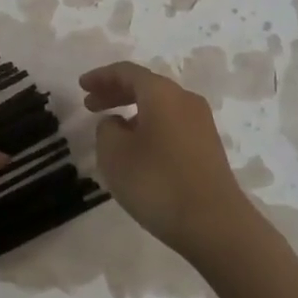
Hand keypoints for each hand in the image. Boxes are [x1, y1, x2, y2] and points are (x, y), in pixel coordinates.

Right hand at [80, 61, 254, 262]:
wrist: (216, 225)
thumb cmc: (158, 182)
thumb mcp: (114, 154)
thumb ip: (106, 129)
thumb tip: (118, 123)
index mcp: (161, 93)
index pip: (126, 72)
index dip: (101, 77)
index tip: (81, 86)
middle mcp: (185, 100)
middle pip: (145, 86)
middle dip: (115, 92)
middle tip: (90, 105)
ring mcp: (201, 124)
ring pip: (160, 105)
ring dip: (132, 111)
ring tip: (111, 129)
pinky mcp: (208, 147)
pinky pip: (171, 123)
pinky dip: (149, 125)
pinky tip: (138, 148)